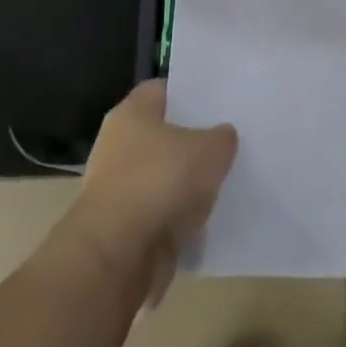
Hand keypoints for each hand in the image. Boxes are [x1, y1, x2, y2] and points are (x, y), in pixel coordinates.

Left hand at [58, 81, 236, 305]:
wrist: (119, 256)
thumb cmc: (161, 182)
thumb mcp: (210, 150)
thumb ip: (222, 138)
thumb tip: (223, 135)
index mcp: (132, 113)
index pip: (163, 90)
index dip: (190, 93)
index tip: (219, 103)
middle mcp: (118, 144)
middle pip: (162, 135)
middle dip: (192, 141)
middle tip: (227, 143)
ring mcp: (118, 188)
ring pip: (162, 176)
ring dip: (185, 184)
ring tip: (223, 183)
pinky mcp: (122, 228)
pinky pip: (159, 213)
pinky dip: (178, 217)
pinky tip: (207, 219)